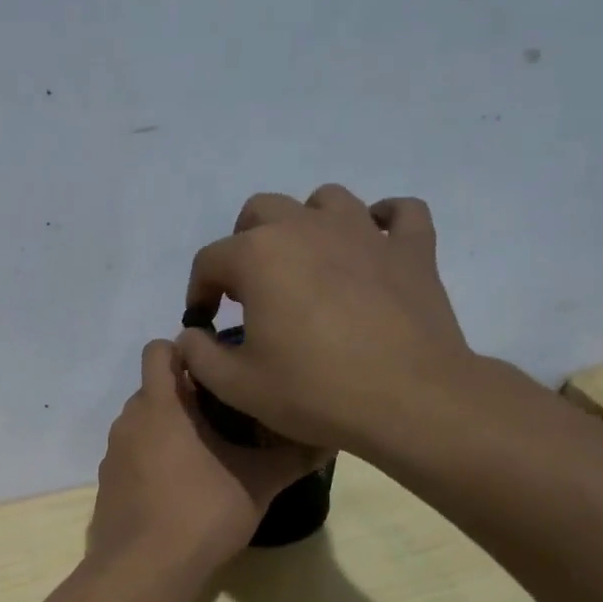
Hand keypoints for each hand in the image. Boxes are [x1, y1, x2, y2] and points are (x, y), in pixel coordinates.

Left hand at [88, 341, 320, 578]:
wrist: (144, 570)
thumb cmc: (202, 512)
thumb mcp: (257, 483)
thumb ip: (291, 457)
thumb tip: (329, 440)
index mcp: (159, 405)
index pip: (159, 350)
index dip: (187, 351)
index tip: (219, 369)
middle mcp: (128, 421)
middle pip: (154, 388)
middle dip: (186, 394)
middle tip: (226, 415)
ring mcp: (112, 454)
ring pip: (143, 423)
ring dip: (170, 428)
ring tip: (208, 452)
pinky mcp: (107, 483)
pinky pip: (132, 454)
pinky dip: (153, 458)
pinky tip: (180, 487)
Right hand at [176, 187, 478, 464]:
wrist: (409, 401)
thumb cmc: (313, 391)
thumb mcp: (236, 385)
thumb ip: (198, 355)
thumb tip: (191, 335)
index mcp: (258, 255)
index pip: (209, 260)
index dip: (199, 292)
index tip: (206, 324)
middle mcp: (306, 227)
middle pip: (260, 211)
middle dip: (245, 245)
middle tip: (251, 290)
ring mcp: (364, 231)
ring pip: (325, 200)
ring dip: (307, 224)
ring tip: (307, 264)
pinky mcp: (411, 248)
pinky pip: (399, 213)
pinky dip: (382, 222)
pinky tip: (373, 246)